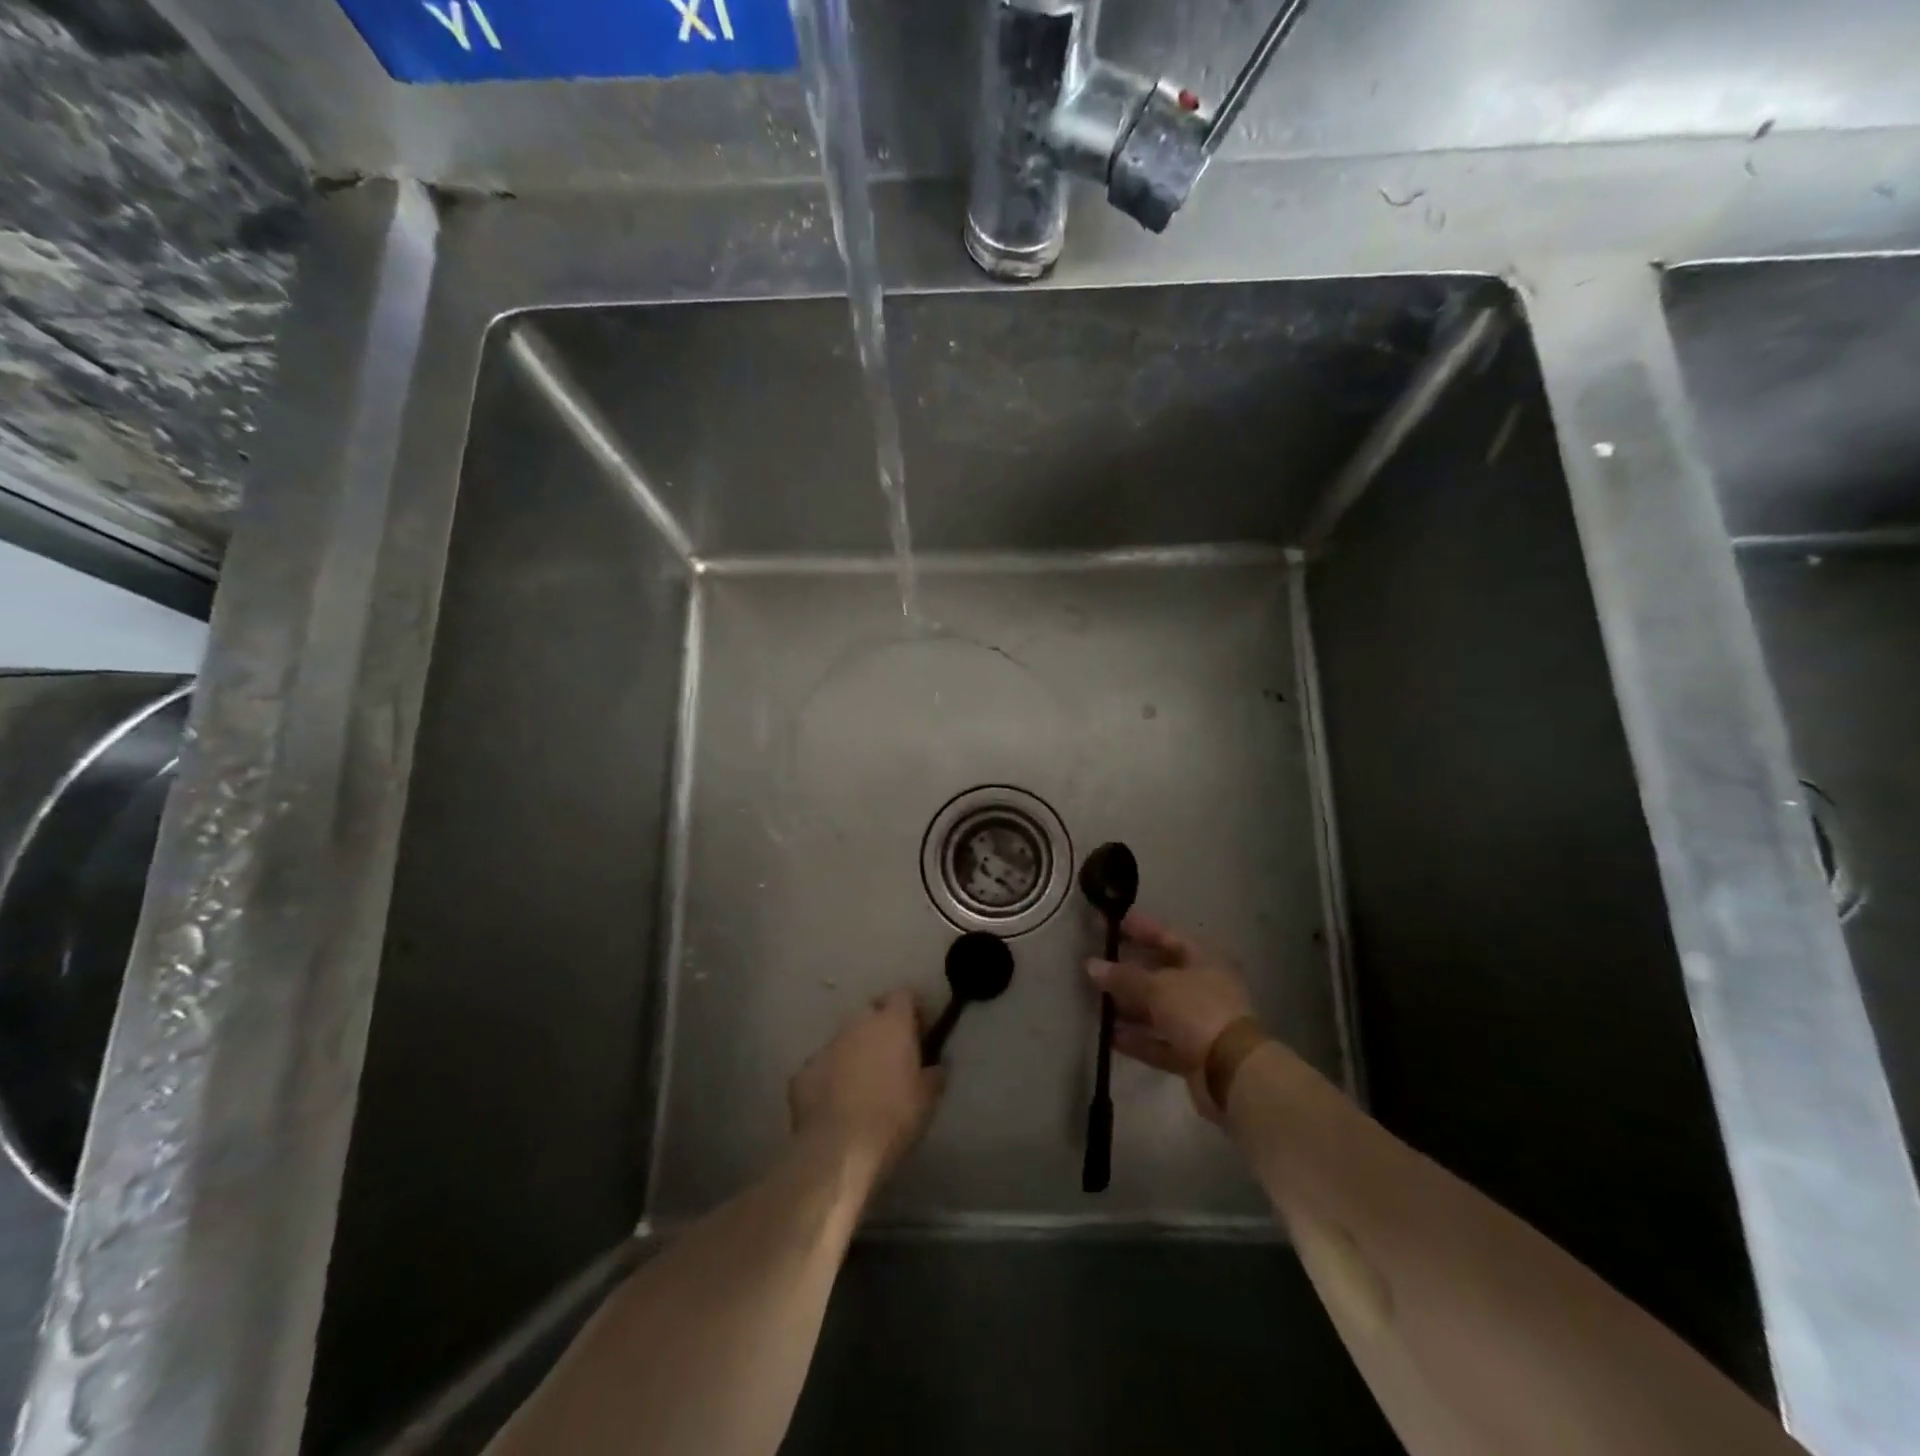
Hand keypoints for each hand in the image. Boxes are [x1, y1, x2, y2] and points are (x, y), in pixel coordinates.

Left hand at [790, 990, 945, 1186]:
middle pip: (871, 1012)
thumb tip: (934, 1067)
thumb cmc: (894, 1117)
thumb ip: (934, 1074)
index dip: (912, 1008)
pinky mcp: (803, 1071)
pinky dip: (830, 1077)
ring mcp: (827, 1045)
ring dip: (854, 1051)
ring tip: (862, 1082)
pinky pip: (822, 1066)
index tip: (919, 1028)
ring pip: (845, 1038)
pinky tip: (836, 1102)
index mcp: (892, 1023)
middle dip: (881, 1026)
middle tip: (891, 1055)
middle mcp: (857, 1024)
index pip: (904, 994)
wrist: (838, 1149)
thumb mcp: (928, 1098)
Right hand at [1088, 912, 1255, 1119]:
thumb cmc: (1198, 1011)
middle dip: (1127, 970)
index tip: (1107, 924)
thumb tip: (1091, 965)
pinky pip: (1159, 1040)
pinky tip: (1108, 1036)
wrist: (1232, 1072)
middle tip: (1094, 964)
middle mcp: (1203, 985)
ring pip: (1157, 1008)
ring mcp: (1199, 1020)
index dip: (1137, 928)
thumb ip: (1123, 976)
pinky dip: (1137, 1038)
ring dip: (1128, 1006)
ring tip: (1094, 1001)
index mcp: (1203, 958)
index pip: (1165, 934)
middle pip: (1159, 972)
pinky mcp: (1193, 1052)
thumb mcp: (1157, 987)